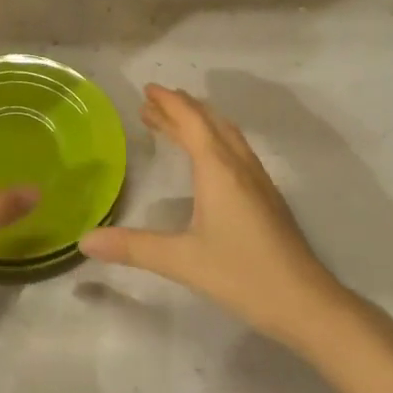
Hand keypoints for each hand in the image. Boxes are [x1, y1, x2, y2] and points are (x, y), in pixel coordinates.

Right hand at [80, 85, 345, 350]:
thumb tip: (85, 240)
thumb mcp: (181, 261)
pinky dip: (214, 140)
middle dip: (180, 109)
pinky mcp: (267, 198)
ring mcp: (258, 181)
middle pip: (209, 123)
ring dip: (199, 123)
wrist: (306, 303)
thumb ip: (132, 247)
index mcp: (219, 170)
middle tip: (152, 104)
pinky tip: (208, 160)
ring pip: (226, 136)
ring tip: (174, 124)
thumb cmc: (242, 274)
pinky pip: (236, 152)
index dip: (169, 103)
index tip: (147, 89)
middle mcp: (239, 166)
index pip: (191, 122)